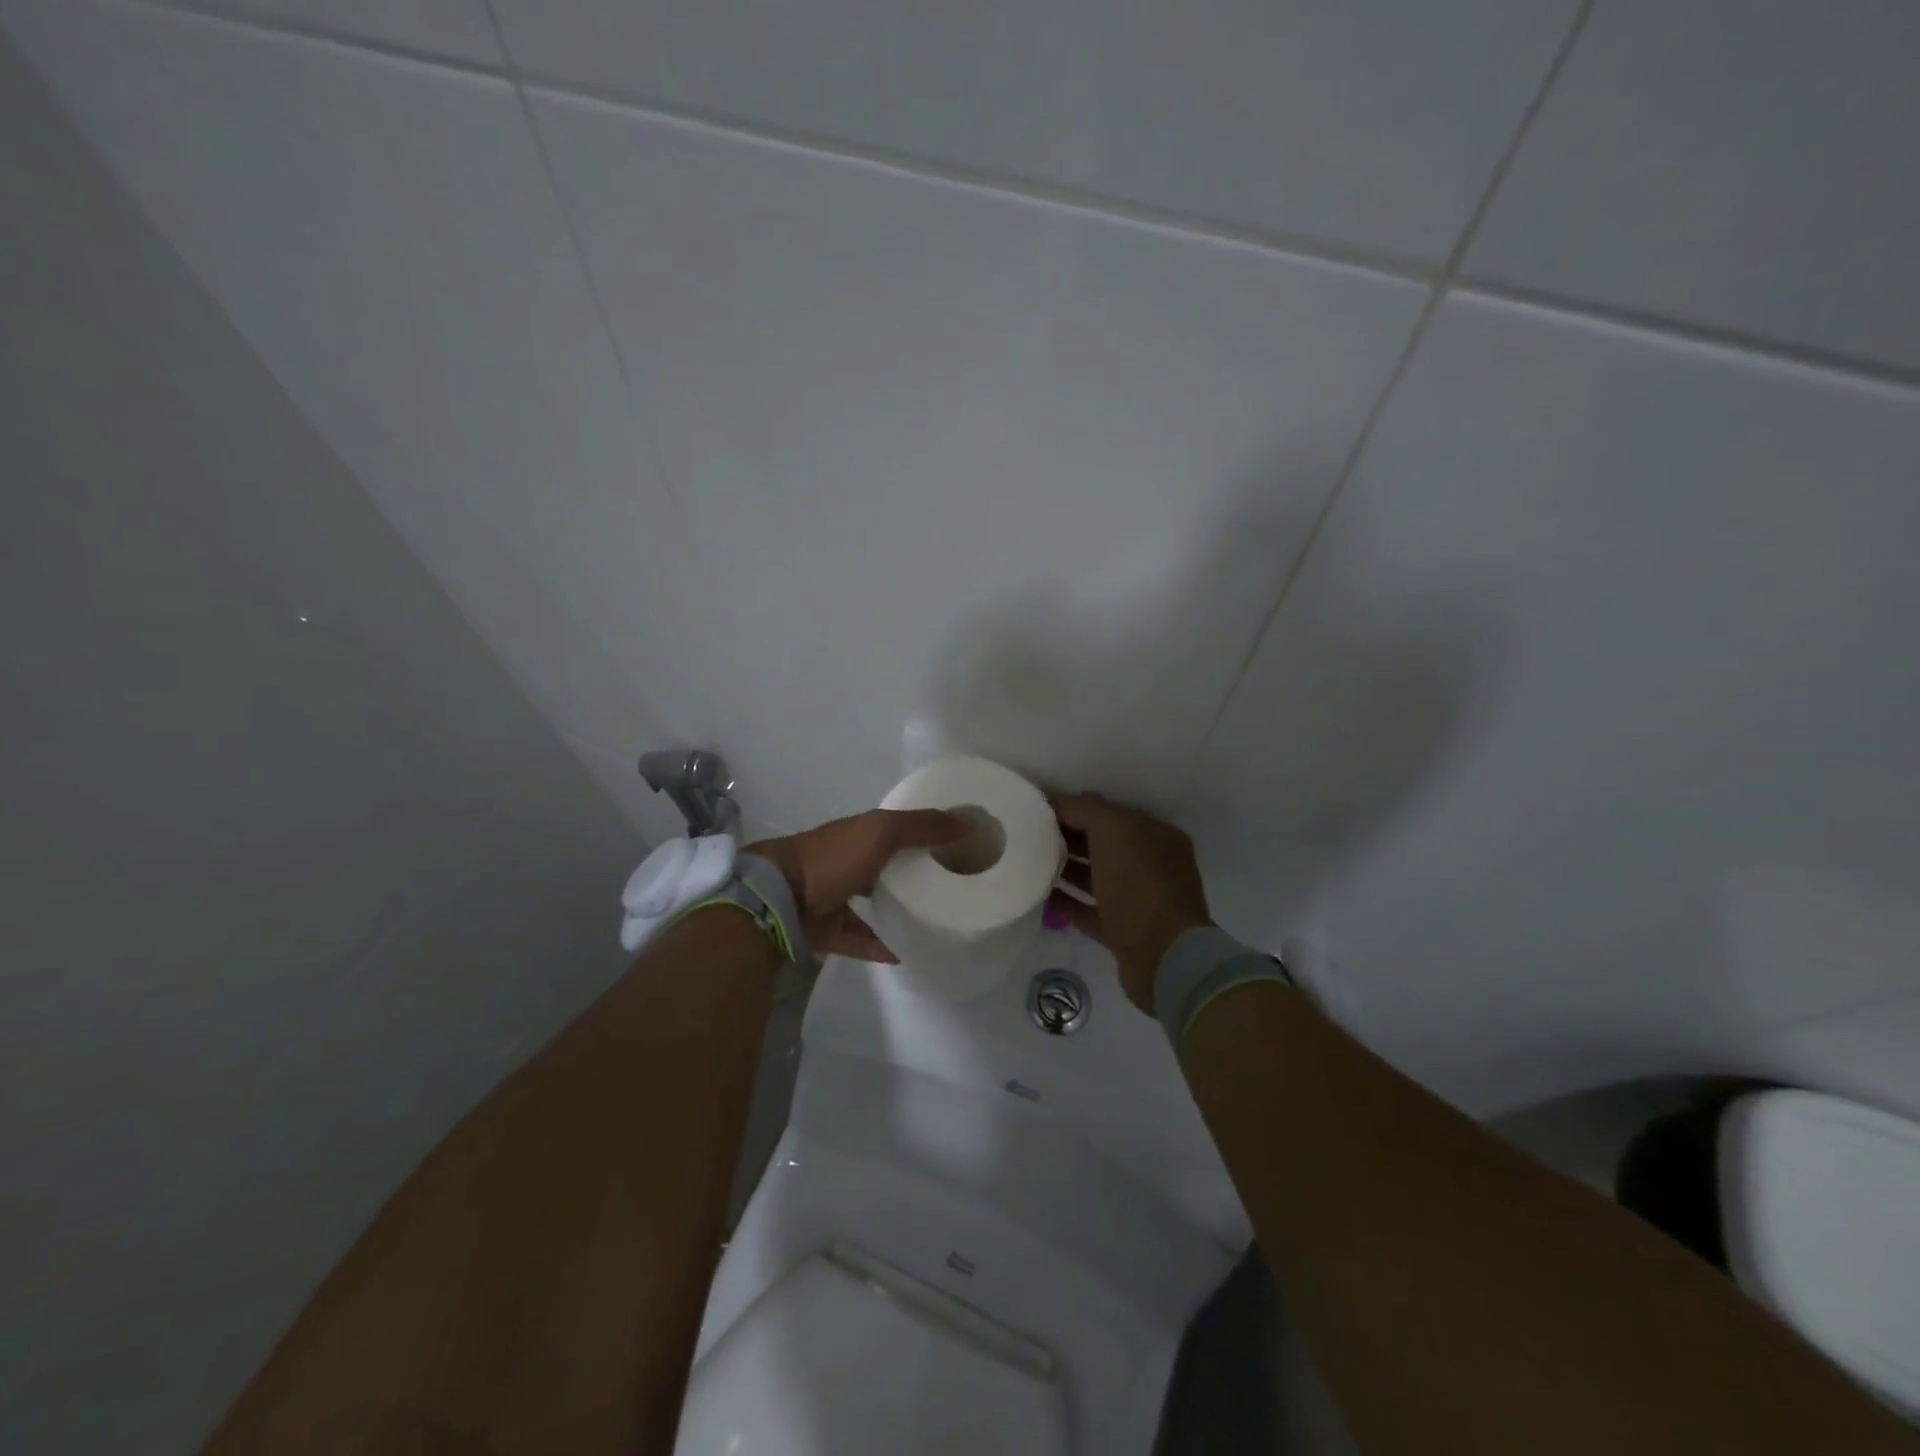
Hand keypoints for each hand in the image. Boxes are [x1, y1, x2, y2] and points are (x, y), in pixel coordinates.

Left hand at [748, 809, 963, 961]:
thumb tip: (969, 821)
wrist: (777, 898)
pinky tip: (907, 954)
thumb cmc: (832, 858)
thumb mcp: (881, 832)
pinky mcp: (826, 929)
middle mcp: (847, 861)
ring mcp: (834, 896)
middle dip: (912, 873)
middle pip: (885, 866)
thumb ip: (922, 827)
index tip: (958, 846)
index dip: (926, 833)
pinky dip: (879, 945)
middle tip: (948, 888)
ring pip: (871, 902)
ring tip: (930, 922)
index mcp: (860, 834)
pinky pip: (859, 939)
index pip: (898, 829)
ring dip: (895, 910)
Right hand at [1049, 792, 1213, 1013]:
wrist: (1165, 960)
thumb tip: (1060, 800)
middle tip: (1029, 836)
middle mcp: (1151, 865)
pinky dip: (1067, 901)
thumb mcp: (1114, 833)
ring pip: (1096, 876)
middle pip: (1102, 843)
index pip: (1109, 813)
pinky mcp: (1124, 932)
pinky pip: (1089, 909)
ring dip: (1066, 868)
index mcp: (1156, 836)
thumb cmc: (1141, 887)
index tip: (1038, 810)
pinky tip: (1040, 895)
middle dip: (1068, 836)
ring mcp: (1139, 900)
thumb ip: (1086, 810)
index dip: (1074, 808)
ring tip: (1030, 862)